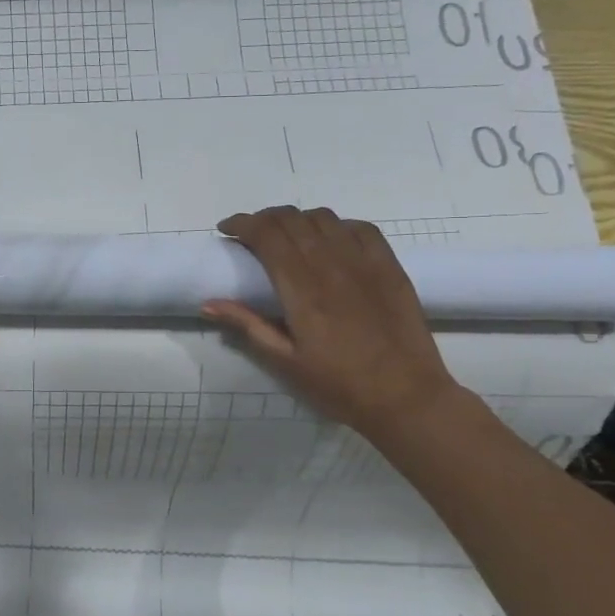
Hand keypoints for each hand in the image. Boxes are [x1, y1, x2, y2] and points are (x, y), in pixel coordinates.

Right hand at [203, 206, 461, 433]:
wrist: (406, 397)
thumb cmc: (339, 385)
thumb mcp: (285, 362)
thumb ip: (247, 326)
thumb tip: (208, 303)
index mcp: (302, 289)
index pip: (267, 235)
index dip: (242, 224)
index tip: (227, 230)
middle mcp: (331, 265)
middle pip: (291, 219)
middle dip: (264, 218)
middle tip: (251, 234)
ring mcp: (364, 262)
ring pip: (323, 218)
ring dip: (298, 219)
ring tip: (288, 236)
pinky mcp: (390, 266)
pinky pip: (360, 227)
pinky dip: (336, 225)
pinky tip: (330, 241)